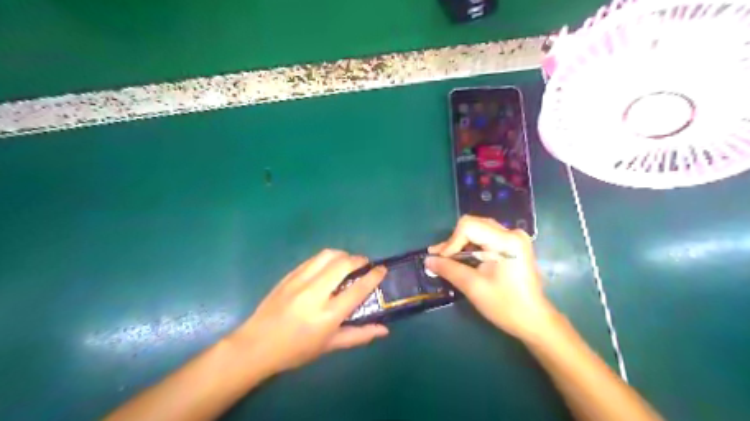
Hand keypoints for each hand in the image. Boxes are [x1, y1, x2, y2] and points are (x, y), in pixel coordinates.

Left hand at [233, 249, 386, 375]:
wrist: (256, 345)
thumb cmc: (296, 350)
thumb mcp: (330, 346)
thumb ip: (359, 335)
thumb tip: (384, 330)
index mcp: (327, 315)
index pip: (357, 289)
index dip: (373, 276)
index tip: (382, 269)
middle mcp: (314, 293)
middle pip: (343, 264)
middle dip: (359, 259)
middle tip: (365, 264)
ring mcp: (299, 281)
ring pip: (327, 255)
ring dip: (343, 255)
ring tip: (348, 262)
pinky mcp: (289, 275)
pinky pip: (313, 259)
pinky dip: (326, 259)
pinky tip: (328, 267)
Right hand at [425, 216, 552, 339]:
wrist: (534, 320)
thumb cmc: (505, 305)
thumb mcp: (473, 286)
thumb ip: (449, 269)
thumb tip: (428, 260)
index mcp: (506, 240)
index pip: (468, 227)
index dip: (451, 242)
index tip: (442, 260)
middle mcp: (512, 233)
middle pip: (473, 225)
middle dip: (454, 242)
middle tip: (438, 258)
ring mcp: (514, 238)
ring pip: (478, 231)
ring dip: (461, 244)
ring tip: (445, 259)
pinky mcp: (512, 246)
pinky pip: (485, 238)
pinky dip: (471, 248)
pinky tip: (460, 259)